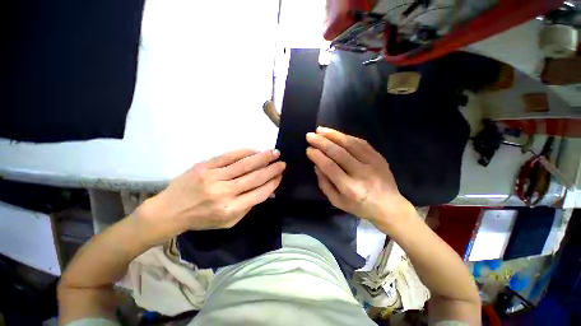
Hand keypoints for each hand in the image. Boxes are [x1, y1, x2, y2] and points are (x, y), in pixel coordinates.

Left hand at [134, 149, 285, 244]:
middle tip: (282, 162)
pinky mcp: (204, 166)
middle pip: (255, 177)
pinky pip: (229, 156)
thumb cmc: (202, 219)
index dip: (273, 183)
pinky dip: (244, 152)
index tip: (280, 176)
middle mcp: (224, 193)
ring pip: (244, 165)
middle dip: (272, 169)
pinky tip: (255, 150)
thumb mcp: (228, 222)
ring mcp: (213, 177)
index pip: (260, 193)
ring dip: (262, 158)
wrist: (169, 211)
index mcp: (231, 210)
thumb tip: (265, 190)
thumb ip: (248, 206)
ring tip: (274, 152)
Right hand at [306, 127, 414, 231]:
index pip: (330, 167)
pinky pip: (361, 142)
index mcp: (350, 188)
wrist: (389, 207)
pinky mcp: (379, 157)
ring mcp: (373, 163)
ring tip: (320, 130)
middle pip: (339, 153)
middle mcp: (362, 174)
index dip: (317, 156)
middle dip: (322, 142)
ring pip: (350, 144)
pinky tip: (336, 134)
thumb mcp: (337, 201)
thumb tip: (316, 165)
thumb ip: (324, 184)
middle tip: (310, 136)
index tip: (308, 149)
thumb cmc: (360, 207)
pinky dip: (347, 137)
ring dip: (333, 135)